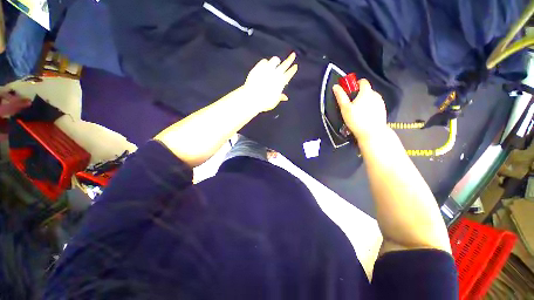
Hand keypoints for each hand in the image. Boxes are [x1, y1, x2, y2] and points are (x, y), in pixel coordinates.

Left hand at [243, 53, 297, 112]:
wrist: (252, 98)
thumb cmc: (264, 102)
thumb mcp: (274, 102)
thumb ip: (280, 97)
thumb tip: (286, 98)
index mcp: (281, 82)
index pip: (289, 74)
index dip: (292, 70)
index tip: (295, 66)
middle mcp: (276, 74)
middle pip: (285, 64)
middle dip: (290, 59)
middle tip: (293, 55)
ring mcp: (267, 69)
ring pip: (275, 60)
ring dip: (276, 61)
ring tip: (276, 63)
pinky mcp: (259, 67)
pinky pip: (264, 61)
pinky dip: (266, 63)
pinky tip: (265, 65)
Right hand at [333, 79, 386, 141]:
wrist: (372, 132)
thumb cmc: (357, 120)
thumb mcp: (345, 108)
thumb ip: (340, 96)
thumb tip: (335, 86)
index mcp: (366, 92)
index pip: (362, 81)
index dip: (355, 84)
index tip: (349, 92)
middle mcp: (375, 94)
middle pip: (366, 90)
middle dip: (358, 94)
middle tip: (351, 105)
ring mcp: (380, 102)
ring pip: (370, 97)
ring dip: (364, 101)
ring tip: (357, 112)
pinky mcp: (382, 109)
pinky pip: (374, 104)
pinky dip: (369, 107)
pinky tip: (364, 116)